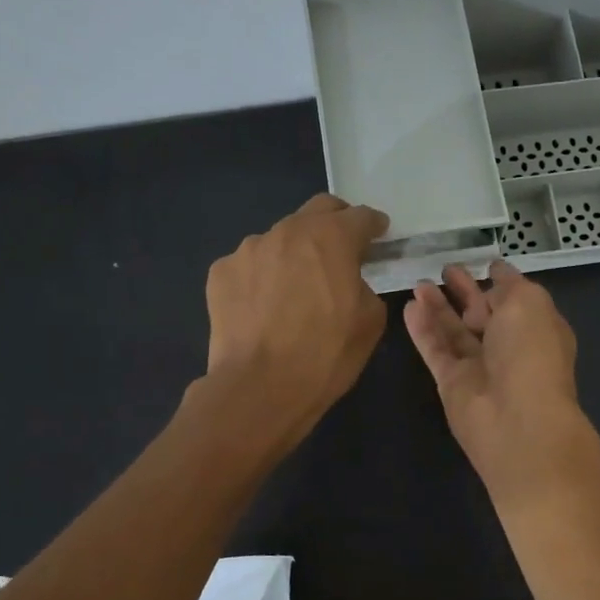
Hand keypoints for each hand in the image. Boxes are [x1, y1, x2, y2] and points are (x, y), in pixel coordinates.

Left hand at [201, 194, 389, 450]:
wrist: (259, 388)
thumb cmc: (325, 356)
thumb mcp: (370, 322)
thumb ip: (364, 287)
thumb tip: (350, 283)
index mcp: (331, 238)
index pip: (360, 216)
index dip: (374, 224)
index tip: (379, 234)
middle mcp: (287, 231)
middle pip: (317, 211)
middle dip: (334, 224)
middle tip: (341, 250)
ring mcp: (248, 250)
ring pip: (280, 239)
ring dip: (294, 254)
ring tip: (295, 289)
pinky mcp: (220, 273)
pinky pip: (250, 266)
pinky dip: (262, 277)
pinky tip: (264, 308)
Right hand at [404, 261, 589, 499]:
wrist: (516, 419)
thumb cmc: (531, 353)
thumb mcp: (529, 302)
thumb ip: (509, 286)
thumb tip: (494, 280)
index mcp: (537, 328)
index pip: (517, 300)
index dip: (501, 281)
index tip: (483, 263)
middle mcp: (510, 348)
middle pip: (483, 315)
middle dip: (465, 291)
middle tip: (444, 269)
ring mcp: (480, 367)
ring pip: (455, 332)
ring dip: (438, 307)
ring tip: (418, 283)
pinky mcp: (452, 383)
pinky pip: (436, 350)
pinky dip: (423, 329)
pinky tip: (409, 307)